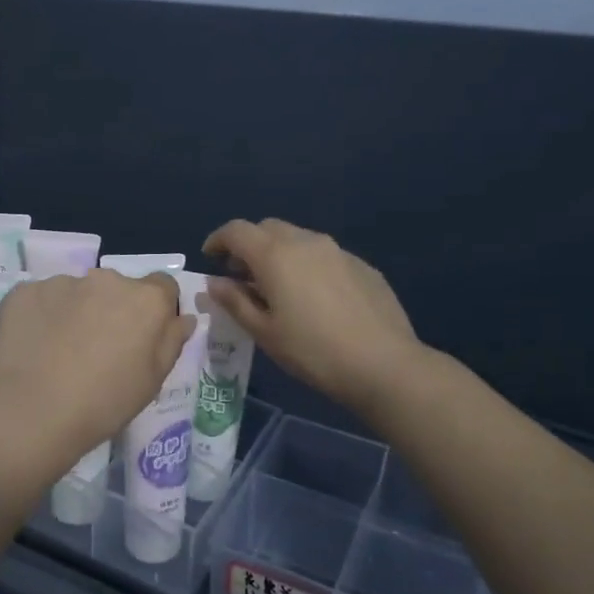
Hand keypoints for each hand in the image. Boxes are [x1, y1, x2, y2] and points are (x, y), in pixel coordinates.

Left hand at [0, 270, 196, 469]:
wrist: (32, 411)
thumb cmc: (104, 402)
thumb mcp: (152, 381)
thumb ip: (171, 341)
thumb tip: (182, 318)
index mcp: (145, 299)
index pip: (163, 286)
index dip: (155, 310)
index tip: (142, 336)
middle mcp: (106, 278)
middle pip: (116, 288)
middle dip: (112, 309)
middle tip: (97, 349)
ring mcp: (61, 282)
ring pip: (76, 292)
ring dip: (75, 311)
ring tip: (58, 352)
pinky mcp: (24, 291)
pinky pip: (40, 299)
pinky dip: (40, 316)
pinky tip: (32, 348)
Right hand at [203, 218, 427, 416]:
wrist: (384, 364)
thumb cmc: (312, 351)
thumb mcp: (264, 332)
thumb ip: (235, 301)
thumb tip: (215, 282)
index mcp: (275, 255)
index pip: (236, 230)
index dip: (218, 240)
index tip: (210, 257)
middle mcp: (306, 241)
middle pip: (268, 228)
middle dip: (249, 245)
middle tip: (241, 275)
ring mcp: (338, 251)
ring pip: (298, 239)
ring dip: (279, 253)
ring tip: (277, 287)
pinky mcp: (362, 266)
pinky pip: (324, 255)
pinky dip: (307, 265)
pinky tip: (314, 298)